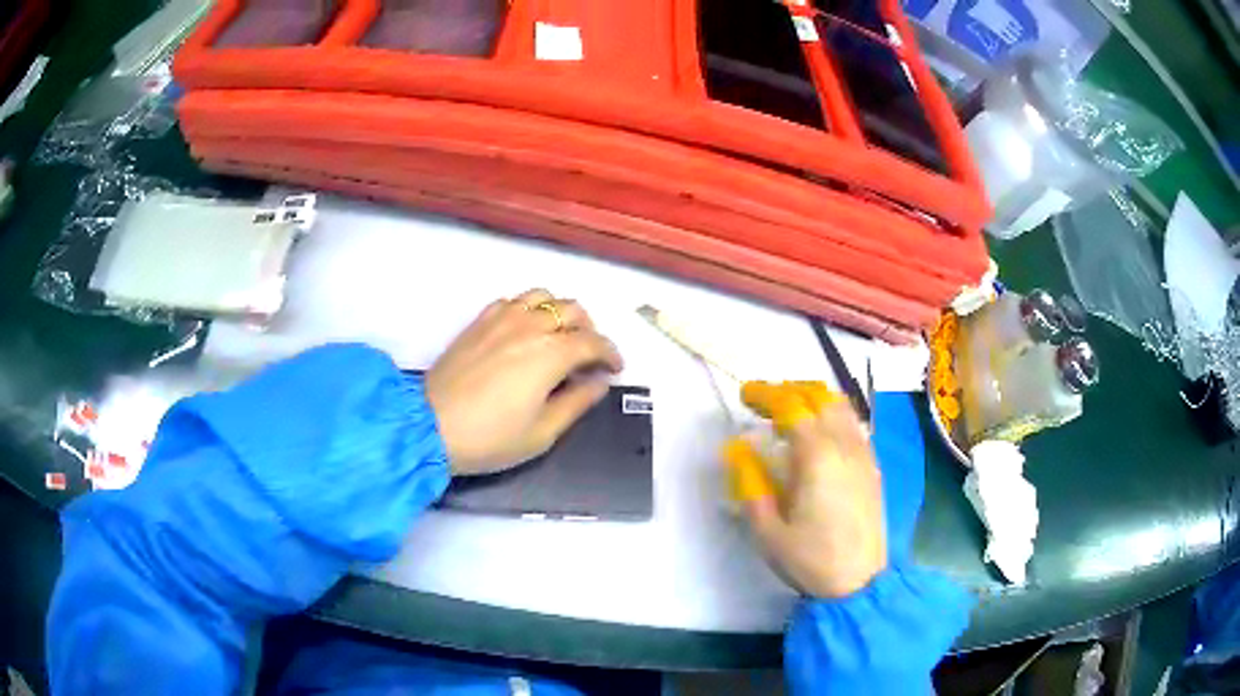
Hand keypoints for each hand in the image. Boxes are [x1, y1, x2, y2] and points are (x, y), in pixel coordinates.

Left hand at [426, 289, 623, 474]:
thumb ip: (577, 402)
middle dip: (590, 330)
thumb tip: (600, 382)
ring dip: (560, 312)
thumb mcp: (543, 432)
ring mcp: (502, 318)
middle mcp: (530, 326)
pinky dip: (528, 308)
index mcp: (551, 354)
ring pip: (543, 296)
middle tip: (589, 355)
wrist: (430, 427)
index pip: (593, 341)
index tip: (615, 369)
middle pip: (572, 310)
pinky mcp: (479, 321)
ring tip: (559, 335)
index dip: (610, 353)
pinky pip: (512, 300)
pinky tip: (525, 328)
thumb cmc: (491, 438)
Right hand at [744, 402, 886, 598]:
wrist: (860, 582)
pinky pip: (853, 424)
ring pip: (841, 406)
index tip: (745, 395)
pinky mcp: (872, 466)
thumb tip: (739, 449)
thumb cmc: (811, 559)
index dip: (766, 394)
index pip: (791, 406)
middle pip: (820, 396)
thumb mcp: (767, 531)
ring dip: (813, 398)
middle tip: (765, 401)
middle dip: (790, 389)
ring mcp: (864, 454)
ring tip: (790, 411)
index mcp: (817, 457)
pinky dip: (832, 414)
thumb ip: (750, 484)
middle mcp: (845, 445)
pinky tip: (819, 434)